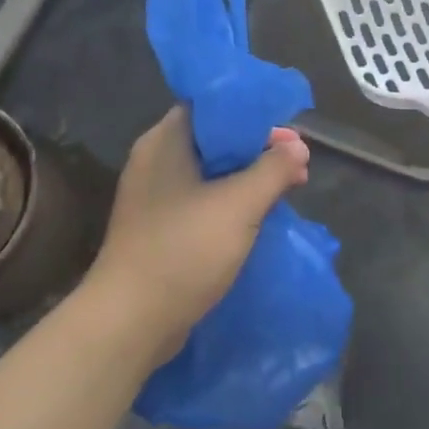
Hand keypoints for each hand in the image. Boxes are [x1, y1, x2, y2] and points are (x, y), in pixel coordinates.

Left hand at [84, 108, 309, 364]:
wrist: (130, 322)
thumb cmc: (184, 250)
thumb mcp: (240, 204)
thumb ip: (273, 170)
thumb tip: (298, 149)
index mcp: (165, 142)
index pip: (212, 106)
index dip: (253, 113)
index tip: (288, 130)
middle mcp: (156, 161)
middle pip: (216, 139)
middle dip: (259, 149)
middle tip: (298, 164)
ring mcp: (155, 197)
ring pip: (212, 173)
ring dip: (250, 178)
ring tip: (290, 188)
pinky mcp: (160, 228)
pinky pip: (203, 201)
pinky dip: (233, 202)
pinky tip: (261, 216)